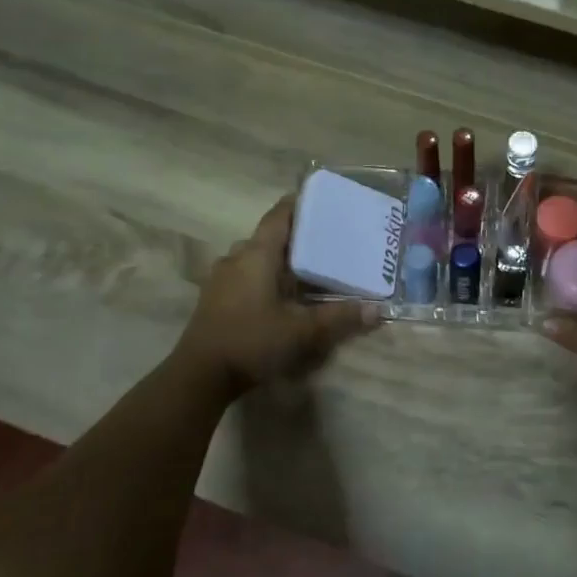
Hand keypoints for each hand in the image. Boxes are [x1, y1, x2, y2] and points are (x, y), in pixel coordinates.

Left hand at [175, 195, 382, 394]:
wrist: (199, 376)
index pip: (279, 215)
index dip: (299, 203)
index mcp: (257, 254)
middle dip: (294, 237)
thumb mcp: (302, 331)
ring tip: (304, 269)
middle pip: (268, 236)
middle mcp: (236, 258)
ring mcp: (220, 278)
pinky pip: (244, 275)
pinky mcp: (214, 299)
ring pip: (254, 257)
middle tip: (324, 241)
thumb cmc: (252, 340)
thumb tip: (377, 310)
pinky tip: (279, 295)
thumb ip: (339, 317)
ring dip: (277, 259)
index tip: (321, 200)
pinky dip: (263, 276)